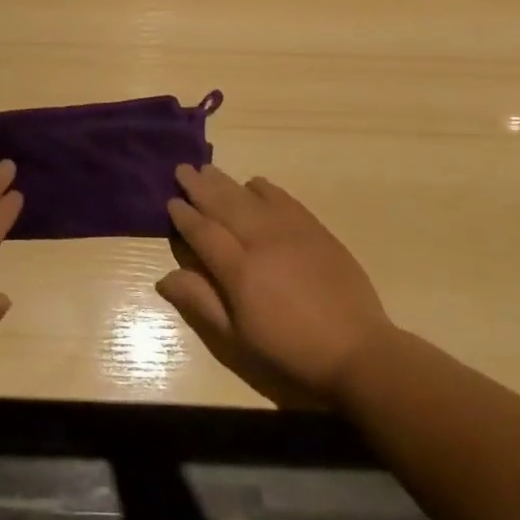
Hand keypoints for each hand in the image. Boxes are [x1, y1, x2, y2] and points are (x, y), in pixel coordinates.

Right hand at [158, 165, 394, 405]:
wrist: (356, 350)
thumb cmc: (290, 351)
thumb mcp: (237, 339)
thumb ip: (201, 302)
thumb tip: (163, 278)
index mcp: (239, 271)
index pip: (203, 232)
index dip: (184, 216)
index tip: (171, 201)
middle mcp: (261, 241)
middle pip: (223, 205)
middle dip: (199, 186)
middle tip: (183, 169)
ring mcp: (290, 231)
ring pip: (249, 196)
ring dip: (226, 181)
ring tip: (208, 169)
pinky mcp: (315, 229)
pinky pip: (283, 198)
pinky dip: (264, 188)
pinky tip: (253, 184)